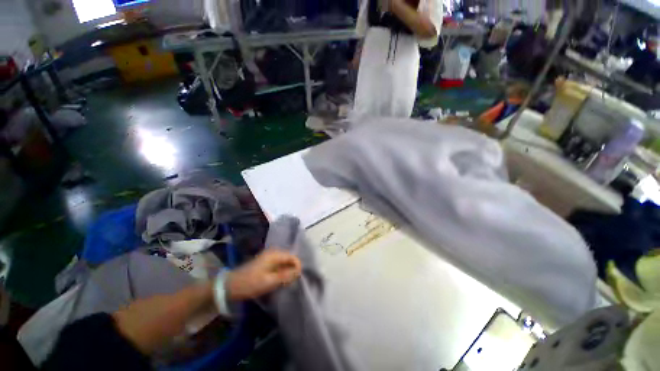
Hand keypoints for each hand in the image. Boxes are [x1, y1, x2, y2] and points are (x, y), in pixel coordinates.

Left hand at [225, 249, 301, 300]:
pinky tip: (280, 280)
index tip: (298, 277)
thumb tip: (299, 271)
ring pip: (284, 262)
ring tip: (286, 282)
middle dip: (292, 269)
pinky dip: (281, 272)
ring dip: (287, 271)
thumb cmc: (251, 283)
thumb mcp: (269, 281)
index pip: (292, 257)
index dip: (297, 266)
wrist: (230, 286)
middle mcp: (273, 253)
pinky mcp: (265, 262)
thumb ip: (285, 276)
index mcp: (275, 255)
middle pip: (289, 258)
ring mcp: (269, 257)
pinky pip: (278, 265)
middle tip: (292, 282)